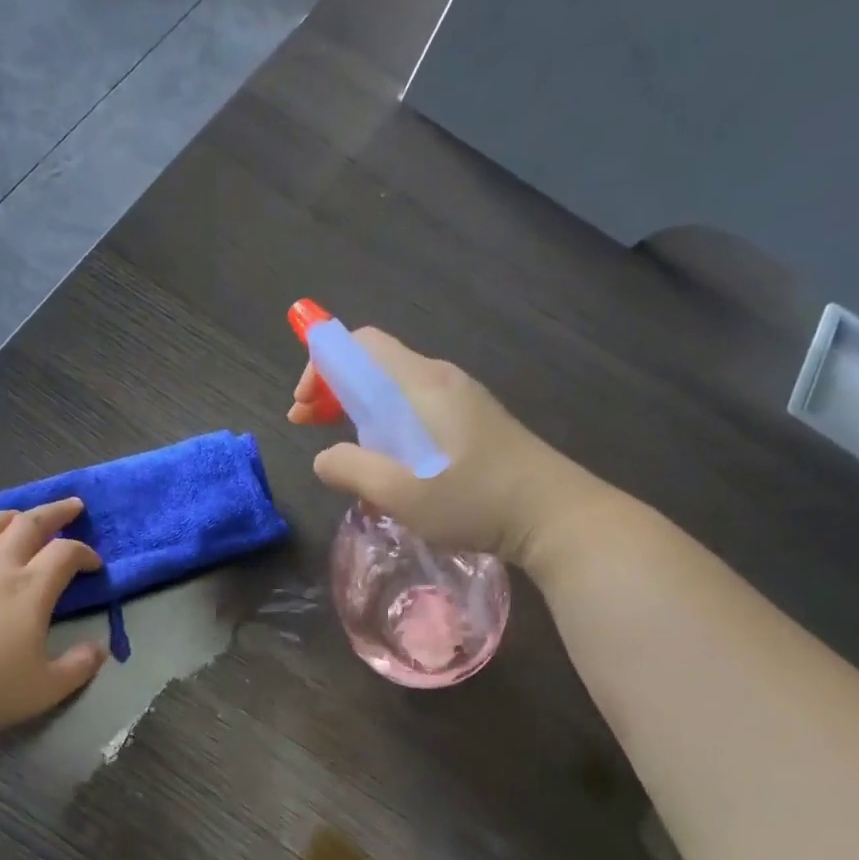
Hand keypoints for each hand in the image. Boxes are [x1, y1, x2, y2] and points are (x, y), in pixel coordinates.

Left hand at [0, 498, 107, 737]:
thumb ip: (77, 668)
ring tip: (25, 516)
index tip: (94, 565)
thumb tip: (100, 649)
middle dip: (57, 512)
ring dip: (16, 514)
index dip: (85, 553)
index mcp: (30, 589)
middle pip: (31, 523)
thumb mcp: (42, 690)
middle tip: (73, 506)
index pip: (66, 553)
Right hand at [289, 327, 595, 566]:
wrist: (555, 515)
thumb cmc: (475, 500)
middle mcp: (439, 380)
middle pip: (373, 364)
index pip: (360, 344)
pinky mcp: (471, 421)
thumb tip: (323, 458)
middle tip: (307, 424)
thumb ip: (351, 469)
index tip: (303, 406)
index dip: (322, 365)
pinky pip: (414, 410)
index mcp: (420, 385)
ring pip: (392, 390)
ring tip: (343, 453)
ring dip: (356, 412)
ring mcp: (459, 400)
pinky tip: (385, 465)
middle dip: (332, 389)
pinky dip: (384, 426)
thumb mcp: (401, 493)